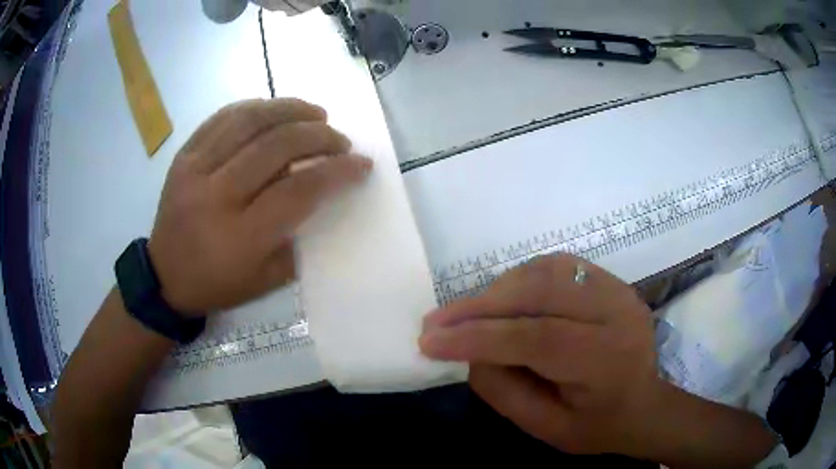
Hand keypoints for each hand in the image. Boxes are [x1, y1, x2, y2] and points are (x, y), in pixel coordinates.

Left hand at [148, 98, 371, 316]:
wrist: (164, 276)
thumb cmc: (217, 284)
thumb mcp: (265, 280)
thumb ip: (296, 238)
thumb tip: (321, 194)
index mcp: (239, 237)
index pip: (298, 190)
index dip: (337, 171)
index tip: (361, 163)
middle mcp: (215, 196)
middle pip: (276, 146)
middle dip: (318, 136)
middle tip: (339, 139)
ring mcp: (194, 170)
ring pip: (248, 121)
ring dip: (289, 109)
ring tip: (315, 113)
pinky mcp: (183, 156)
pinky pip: (222, 118)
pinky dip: (255, 108)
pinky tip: (275, 109)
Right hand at [419, 254, 662, 456]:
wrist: (645, 403)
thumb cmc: (597, 426)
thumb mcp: (546, 428)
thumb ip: (503, 390)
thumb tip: (469, 351)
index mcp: (607, 360)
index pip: (536, 338)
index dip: (477, 337)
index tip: (428, 341)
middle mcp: (616, 312)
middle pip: (539, 292)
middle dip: (479, 306)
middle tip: (436, 321)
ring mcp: (617, 288)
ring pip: (545, 270)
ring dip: (497, 289)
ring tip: (464, 313)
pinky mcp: (610, 279)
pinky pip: (557, 266)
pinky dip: (520, 278)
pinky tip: (501, 299)